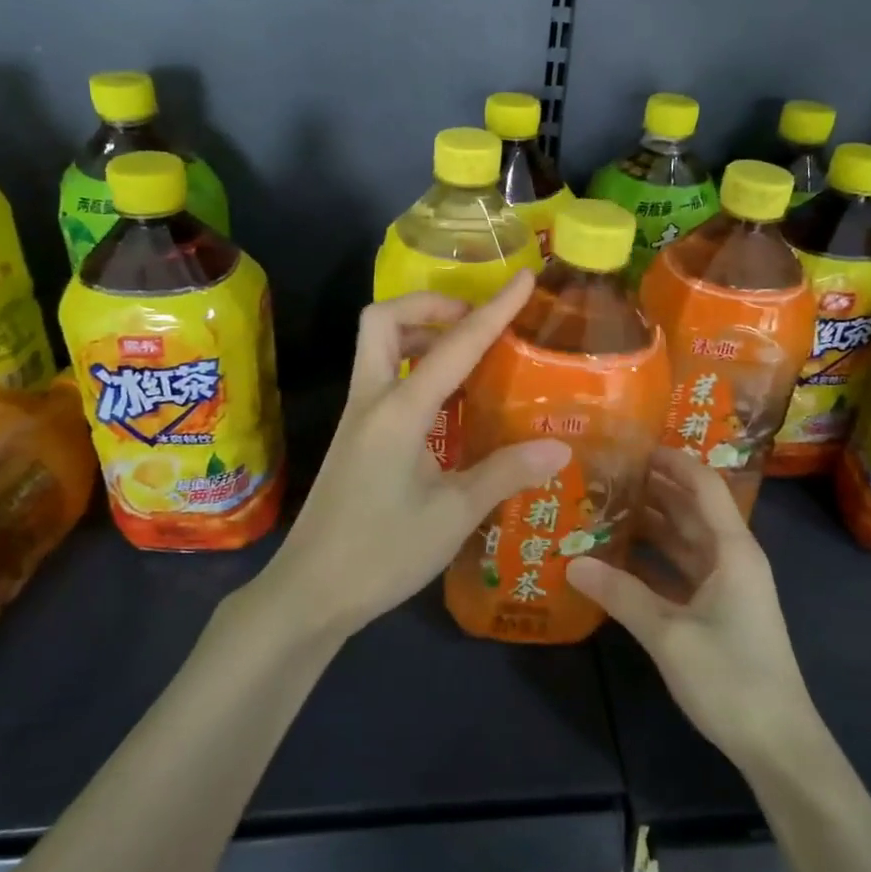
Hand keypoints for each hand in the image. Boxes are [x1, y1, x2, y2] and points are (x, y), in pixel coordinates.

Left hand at [259, 270, 569, 640]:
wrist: (310, 593)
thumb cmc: (381, 554)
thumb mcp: (452, 515)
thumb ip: (505, 473)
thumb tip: (560, 447)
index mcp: (399, 410)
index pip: (454, 346)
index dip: (494, 309)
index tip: (524, 278)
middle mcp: (372, 400)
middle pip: (384, 320)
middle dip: (430, 305)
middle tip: (474, 324)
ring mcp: (358, 417)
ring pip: (378, 346)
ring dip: (420, 332)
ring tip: (469, 354)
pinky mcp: (355, 437)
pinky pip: (383, 377)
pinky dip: (415, 366)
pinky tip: (449, 401)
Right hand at [566, 448, 818, 769]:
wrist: (778, 745)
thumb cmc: (731, 678)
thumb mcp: (668, 634)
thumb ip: (620, 595)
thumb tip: (571, 563)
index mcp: (732, 550)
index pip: (703, 485)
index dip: (672, 461)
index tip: (633, 445)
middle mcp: (732, 558)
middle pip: (692, 508)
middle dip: (654, 487)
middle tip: (607, 472)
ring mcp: (727, 585)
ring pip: (685, 539)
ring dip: (652, 522)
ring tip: (606, 505)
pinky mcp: (719, 610)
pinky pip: (682, 569)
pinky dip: (655, 559)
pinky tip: (619, 557)